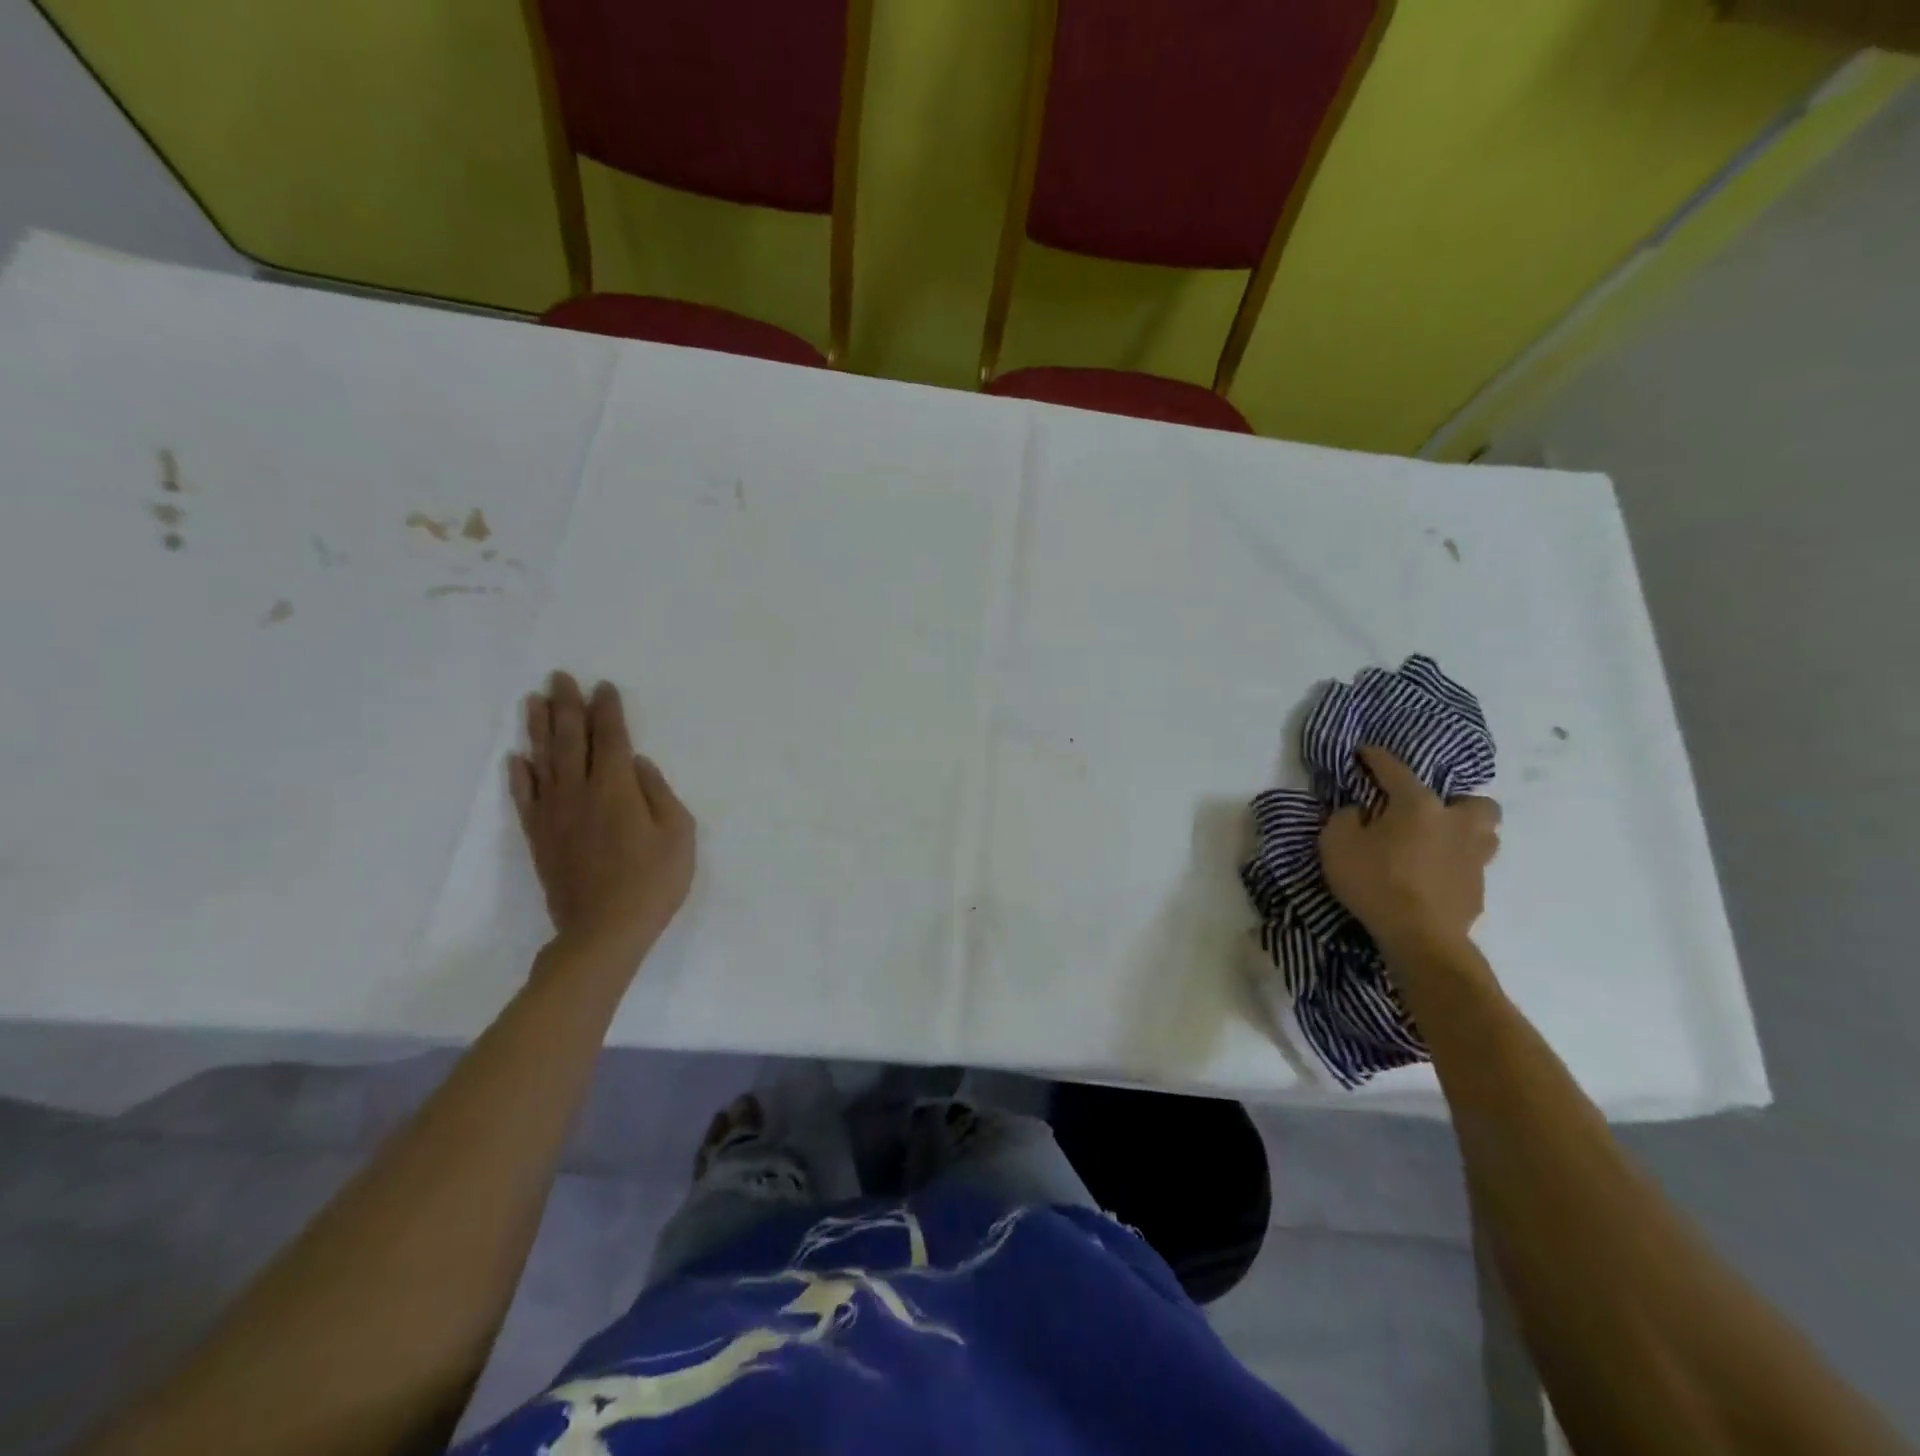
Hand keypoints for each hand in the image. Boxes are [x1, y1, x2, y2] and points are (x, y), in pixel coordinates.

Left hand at [510, 672, 694, 971]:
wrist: (603, 930)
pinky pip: (525, 798)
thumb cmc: (653, 881)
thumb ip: (657, 793)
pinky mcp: (540, 837)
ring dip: (537, 728)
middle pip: (570, 739)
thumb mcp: (678, 834)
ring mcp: (555, 814)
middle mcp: (579, 792)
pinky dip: (519, 775)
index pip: (610, 737)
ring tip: (532, 701)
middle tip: (559, 677)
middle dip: (566, 705)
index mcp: (616, 787)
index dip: (607, 709)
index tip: (603, 686)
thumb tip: (635, 764)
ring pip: (542, 760)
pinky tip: (516, 758)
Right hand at [1318, 746, 1500, 955]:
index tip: (1365, 752)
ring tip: (1437, 844)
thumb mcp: (1336, 844)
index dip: (1377, 758)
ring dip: (1466, 833)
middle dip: (1456, 802)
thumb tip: (1360, 813)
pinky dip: (1455, 866)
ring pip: (1485, 834)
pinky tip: (1433, 877)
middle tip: (1428, 813)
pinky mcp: (1478, 890)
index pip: (1396, 770)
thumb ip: (1345, 819)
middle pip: (1476, 802)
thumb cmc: (1375, 882)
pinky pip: (1471, 867)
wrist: (1420, 938)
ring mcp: (1474, 858)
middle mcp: (1455, 824)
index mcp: (1419, 806)